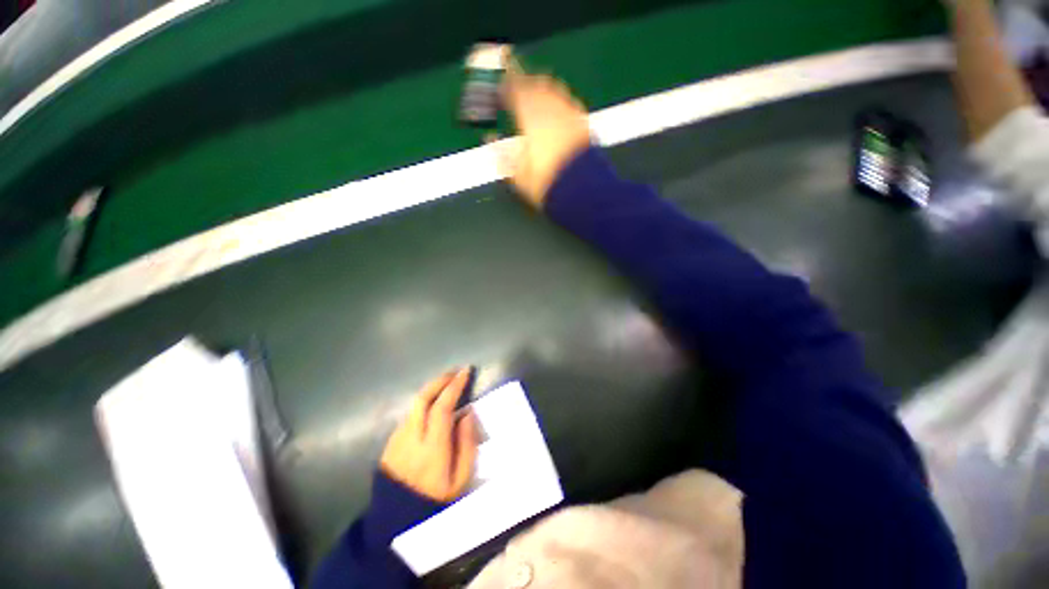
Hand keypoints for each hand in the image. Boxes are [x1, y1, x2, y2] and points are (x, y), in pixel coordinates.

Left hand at [380, 367, 478, 501]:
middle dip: (440, 380)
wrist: (396, 519)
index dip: (454, 386)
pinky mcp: (391, 441)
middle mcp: (411, 438)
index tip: (466, 372)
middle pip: (423, 398)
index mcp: (432, 448)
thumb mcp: (461, 478)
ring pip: (415, 404)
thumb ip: (467, 444)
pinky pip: (410, 413)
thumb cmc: (436, 499)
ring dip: (432, 389)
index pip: (442, 407)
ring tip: (448, 384)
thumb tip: (468, 413)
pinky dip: (424, 402)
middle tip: (455, 372)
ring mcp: (398, 438)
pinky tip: (434, 404)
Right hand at [495, 59, 591, 208]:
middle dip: (525, 81)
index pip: (515, 90)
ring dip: (543, 87)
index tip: (500, 83)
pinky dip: (560, 99)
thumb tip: (488, 137)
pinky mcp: (583, 122)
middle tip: (517, 83)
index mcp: (531, 117)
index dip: (506, 83)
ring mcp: (570, 113)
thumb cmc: (546, 183)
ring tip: (537, 91)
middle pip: (537, 83)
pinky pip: (569, 101)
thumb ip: (502, 154)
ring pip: (555, 89)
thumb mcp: (518, 175)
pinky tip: (559, 107)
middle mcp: (551, 108)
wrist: (582, 190)